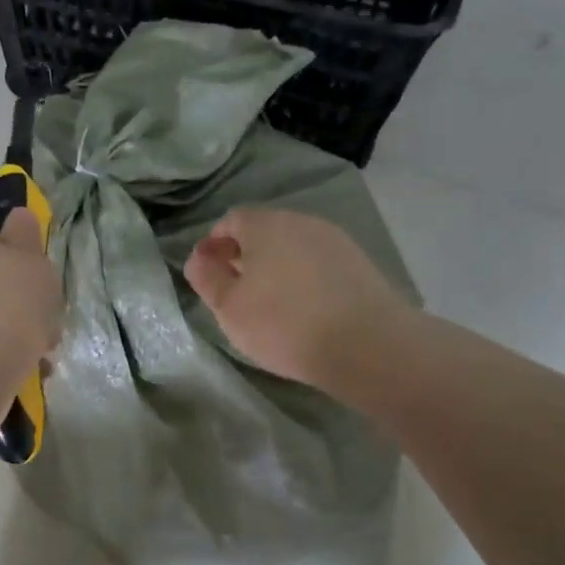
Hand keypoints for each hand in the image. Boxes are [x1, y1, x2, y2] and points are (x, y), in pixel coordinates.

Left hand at [0, 209, 61, 395]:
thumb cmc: (7, 307)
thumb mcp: (31, 260)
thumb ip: (26, 236)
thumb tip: (18, 216)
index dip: (18, 259)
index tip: (40, 283)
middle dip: (16, 302)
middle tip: (44, 323)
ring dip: (10, 332)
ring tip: (39, 356)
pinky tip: (20, 371)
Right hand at [185, 207, 407, 389]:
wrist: (366, 344)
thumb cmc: (283, 324)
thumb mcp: (229, 307)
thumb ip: (207, 278)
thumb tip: (198, 257)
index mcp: (266, 224)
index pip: (232, 220)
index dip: (215, 243)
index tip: (209, 272)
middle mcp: (302, 221)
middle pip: (265, 230)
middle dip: (246, 254)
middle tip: (236, 290)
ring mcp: (336, 240)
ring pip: (294, 247)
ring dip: (277, 267)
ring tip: (270, 303)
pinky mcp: (360, 264)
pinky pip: (319, 264)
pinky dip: (304, 279)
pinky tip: (304, 308)